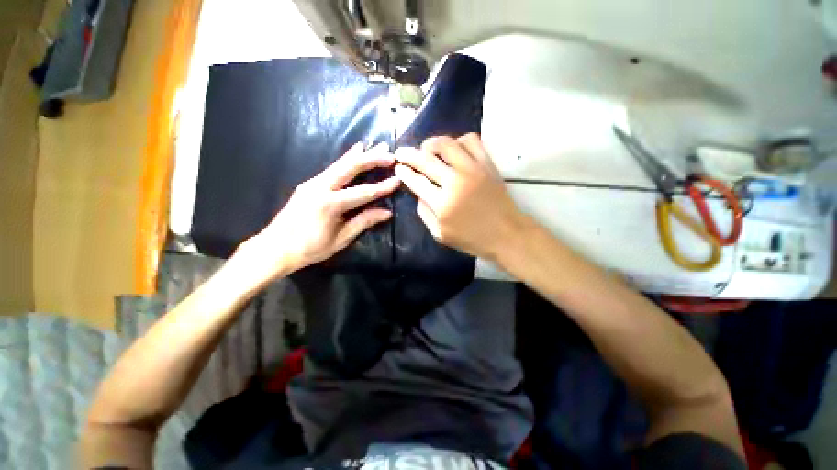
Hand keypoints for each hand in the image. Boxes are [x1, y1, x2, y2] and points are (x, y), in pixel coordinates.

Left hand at [239, 143, 400, 281]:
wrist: (274, 248)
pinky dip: (346, 160)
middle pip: (350, 168)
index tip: (398, 180)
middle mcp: (320, 187)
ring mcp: (312, 183)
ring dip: (360, 155)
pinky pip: (332, 169)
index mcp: (329, 204)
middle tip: (389, 153)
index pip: (363, 192)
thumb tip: (387, 212)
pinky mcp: (309, 184)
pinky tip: (354, 152)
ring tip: (375, 146)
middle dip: (371, 159)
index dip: (382, 187)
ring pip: (340, 164)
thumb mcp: (340, 239)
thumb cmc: (309, 248)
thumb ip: (363, 222)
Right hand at [394, 133, 526, 260]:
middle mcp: (455, 182)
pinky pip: (471, 140)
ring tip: (427, 149)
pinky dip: (459, 140)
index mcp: (442, 204)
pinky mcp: (487, 164)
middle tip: (402, 152)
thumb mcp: (440, 234)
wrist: (506, 234)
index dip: (404, 172)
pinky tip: (454, 149)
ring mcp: (473, 169)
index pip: (416, 181)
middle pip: (426, 159)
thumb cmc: (472, 238)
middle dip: (409, 154)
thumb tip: (418, 193)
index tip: (398, 167)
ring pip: (447, 143)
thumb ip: (425, 213)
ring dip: (431, 143)